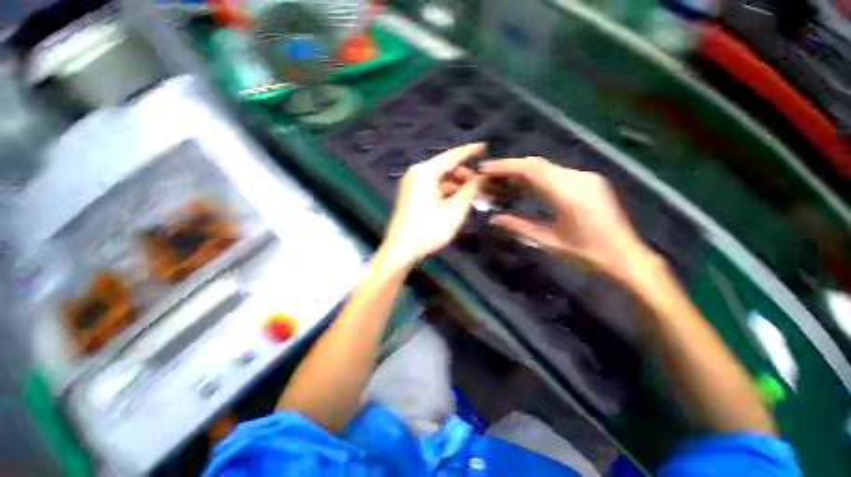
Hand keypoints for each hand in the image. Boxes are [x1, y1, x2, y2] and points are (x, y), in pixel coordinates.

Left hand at [382, 143, 482, 265]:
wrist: (401, 250)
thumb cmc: (428, 229)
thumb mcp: (455, 210)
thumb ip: (470, 190)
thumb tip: (481, 178)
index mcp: (425, 172)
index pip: (452, 156)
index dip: (470, 152)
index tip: (485, 147)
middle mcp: (416, 174)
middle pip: (446, 168)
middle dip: (465, 175)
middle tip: (482, 184)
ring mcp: (412, 186)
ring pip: (440, 179)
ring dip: (457, 185)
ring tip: (473, 196)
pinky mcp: (412, 197)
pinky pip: (434, 188)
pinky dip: (447, 193)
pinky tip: (459, 201)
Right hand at [480, 157, 655, 282]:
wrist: (626, 256)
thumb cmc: (587, 253)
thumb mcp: (548, 241)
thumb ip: (519, 227)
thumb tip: (493, 219)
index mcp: (568, 193)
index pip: (531, 170)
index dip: (505, 166)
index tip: (485, 169)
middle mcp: (578, 178)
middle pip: (538, 164)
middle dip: (511, 167)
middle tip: (490, 176)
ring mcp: (586, 178)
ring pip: (547, 167)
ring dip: (523, 172)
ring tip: (503, 182)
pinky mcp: (590, 182)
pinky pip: (557, 173)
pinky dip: (537, 177)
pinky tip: (526, 187)